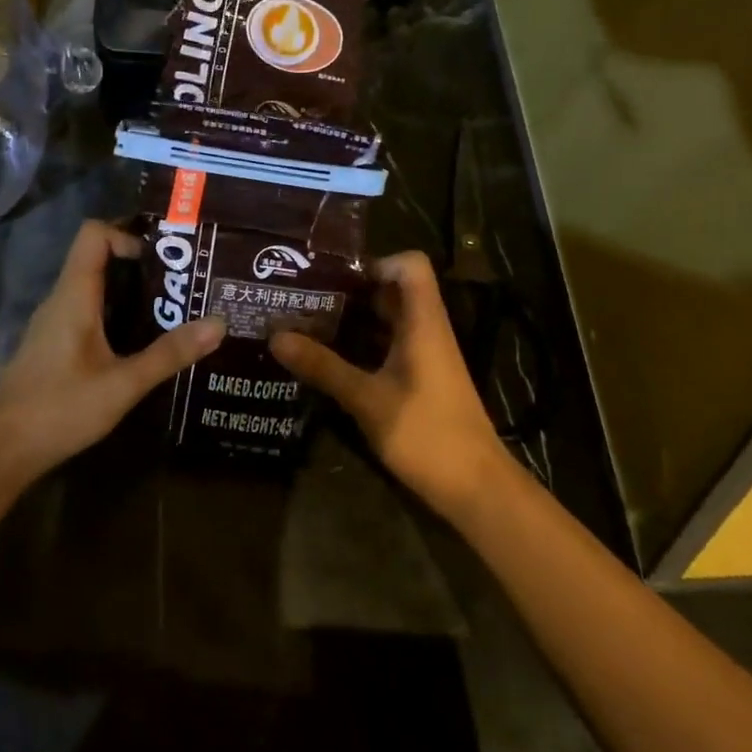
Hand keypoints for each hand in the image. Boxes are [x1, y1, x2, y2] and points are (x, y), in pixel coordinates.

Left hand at [0, 220, 224, 480]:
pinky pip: (87, 311)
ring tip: (172, 306)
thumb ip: (169, 354)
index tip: (164, 258)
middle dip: (139, 262)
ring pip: (93, 287)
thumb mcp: (122, 385)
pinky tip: (141, 340)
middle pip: (96, 257)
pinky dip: (116, 313)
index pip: (94, 234)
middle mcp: (61, 300)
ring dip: (129, 290)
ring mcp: (54, 323)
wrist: (2, 450)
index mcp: (74, 296)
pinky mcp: (54, 345)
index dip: (127, 234)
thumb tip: (219, 323)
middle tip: (182, 279)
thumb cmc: (60, 410)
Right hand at [270, 251, 513, 519]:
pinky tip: (328, 360)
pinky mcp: (421, 380)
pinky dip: (361, 346)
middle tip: (305, 297)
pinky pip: (389, 347)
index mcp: (423, 323)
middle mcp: (427, 331)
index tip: (335, 278)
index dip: (376, 262)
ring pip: (389, 321)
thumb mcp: (367, 399)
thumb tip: (276, 336)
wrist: (475, 488)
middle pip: (393, 291)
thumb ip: (323, 367)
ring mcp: (426, 357)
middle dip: (350, 291)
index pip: (411, 265)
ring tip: (306, 324)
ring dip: (352, 320)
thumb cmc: (427, 434)